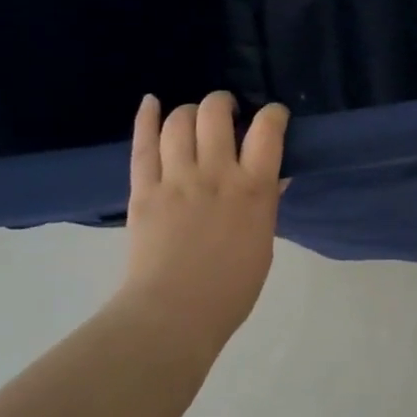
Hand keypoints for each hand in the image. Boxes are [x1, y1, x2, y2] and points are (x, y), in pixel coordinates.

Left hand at [112, 91, 288, 349]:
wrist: (174, 314)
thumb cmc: (231, 287)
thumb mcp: (263, 242)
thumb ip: (266, 204)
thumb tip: (272, 177)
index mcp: (253, 189)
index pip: (267, 130)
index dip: (273, 114)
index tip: (273, 116)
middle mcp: (216, 174)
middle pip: (216, 114)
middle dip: (223, 103)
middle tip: (227, 113)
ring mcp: (176, 179)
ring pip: (179, 122)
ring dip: (189, 111)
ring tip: (193, 117)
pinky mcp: (144, 190)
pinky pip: (142, 145)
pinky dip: (146, 118)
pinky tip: (152, 102)